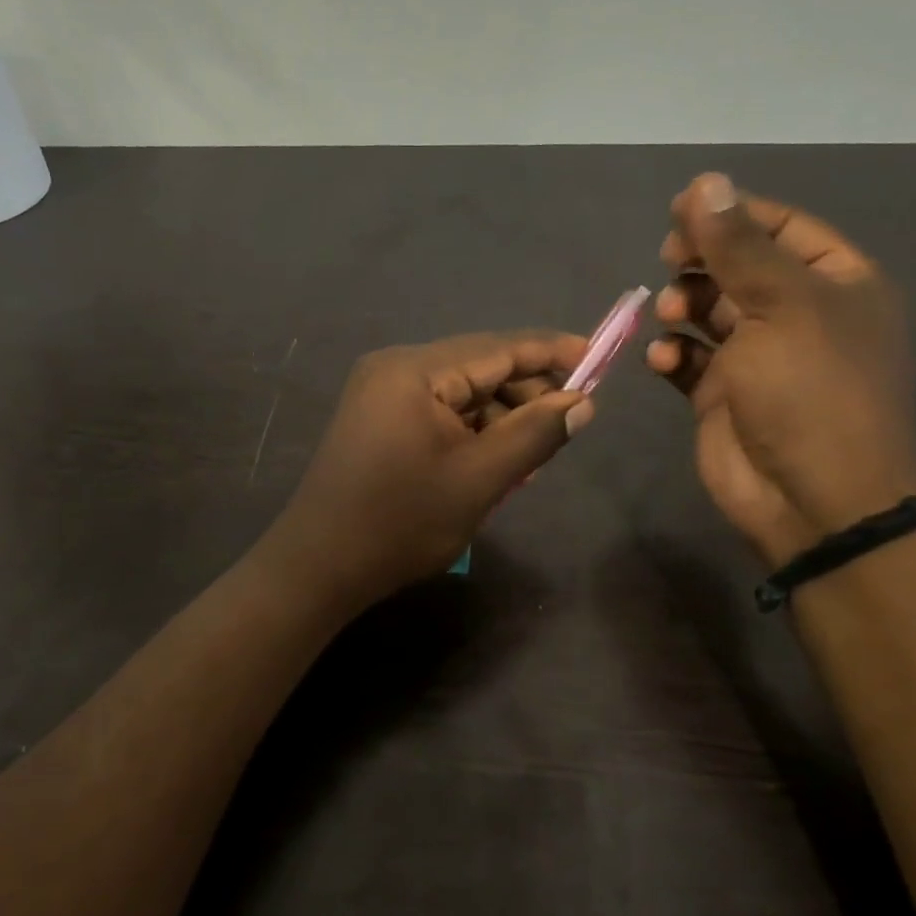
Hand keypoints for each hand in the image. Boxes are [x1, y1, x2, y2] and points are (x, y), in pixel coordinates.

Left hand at [259, 330, 594, 608]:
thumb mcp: (479, 479)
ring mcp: (381, 393)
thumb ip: (535, 433)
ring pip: (460, 393)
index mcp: (415, 370)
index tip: (598, 359)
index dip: (551, 352)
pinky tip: (493, 462)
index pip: (498, 348)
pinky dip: (470, 431)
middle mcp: (395, 368)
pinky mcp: (377, 419)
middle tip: (565, 428)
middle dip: (525, 395)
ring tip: (531, 458)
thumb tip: (582, 403)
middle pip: (479, 368)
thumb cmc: (401, 522)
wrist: (318, 567)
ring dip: (499, 418)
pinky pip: (438, 412)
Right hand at [647, 172, 915, 566]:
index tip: (679, 210)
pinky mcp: (721, 393)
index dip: (730, 213)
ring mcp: (757, 356)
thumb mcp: (781, 305)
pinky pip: (688, 358)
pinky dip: (672, 354)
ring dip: (682, 306)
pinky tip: (665, 362)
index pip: (779, 226)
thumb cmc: (810, 390)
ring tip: (672, 318)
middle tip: (670, 260)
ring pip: (707, 310)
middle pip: (738, 265)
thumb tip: (705, 182)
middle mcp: (797, 314)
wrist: (811, 497)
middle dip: (700, 261)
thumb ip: (738, 245)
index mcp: (834, 282)